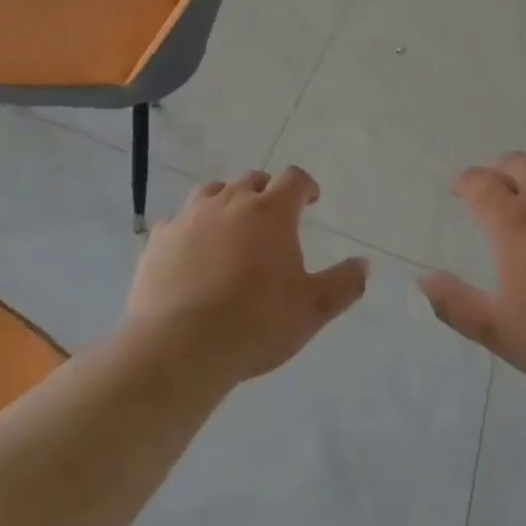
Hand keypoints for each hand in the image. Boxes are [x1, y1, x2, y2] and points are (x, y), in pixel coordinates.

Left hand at [125, 166, 367, 388]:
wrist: (180, 347)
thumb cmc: (256, 323)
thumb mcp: (312, 309)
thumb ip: (343, 284)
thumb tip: (365, 265)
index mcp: (271, 211)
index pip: (294, 179)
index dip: (305, 186)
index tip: (310, 200)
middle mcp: (231, 202)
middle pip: (252, 180)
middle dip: (266, 192)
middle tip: (272, 216)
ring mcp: (191, 217)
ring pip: (213, 192)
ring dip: (227, 201)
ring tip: (231, 225)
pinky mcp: (160, 239)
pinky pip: (178, 221)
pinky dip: (189, 228)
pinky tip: (191, 250)